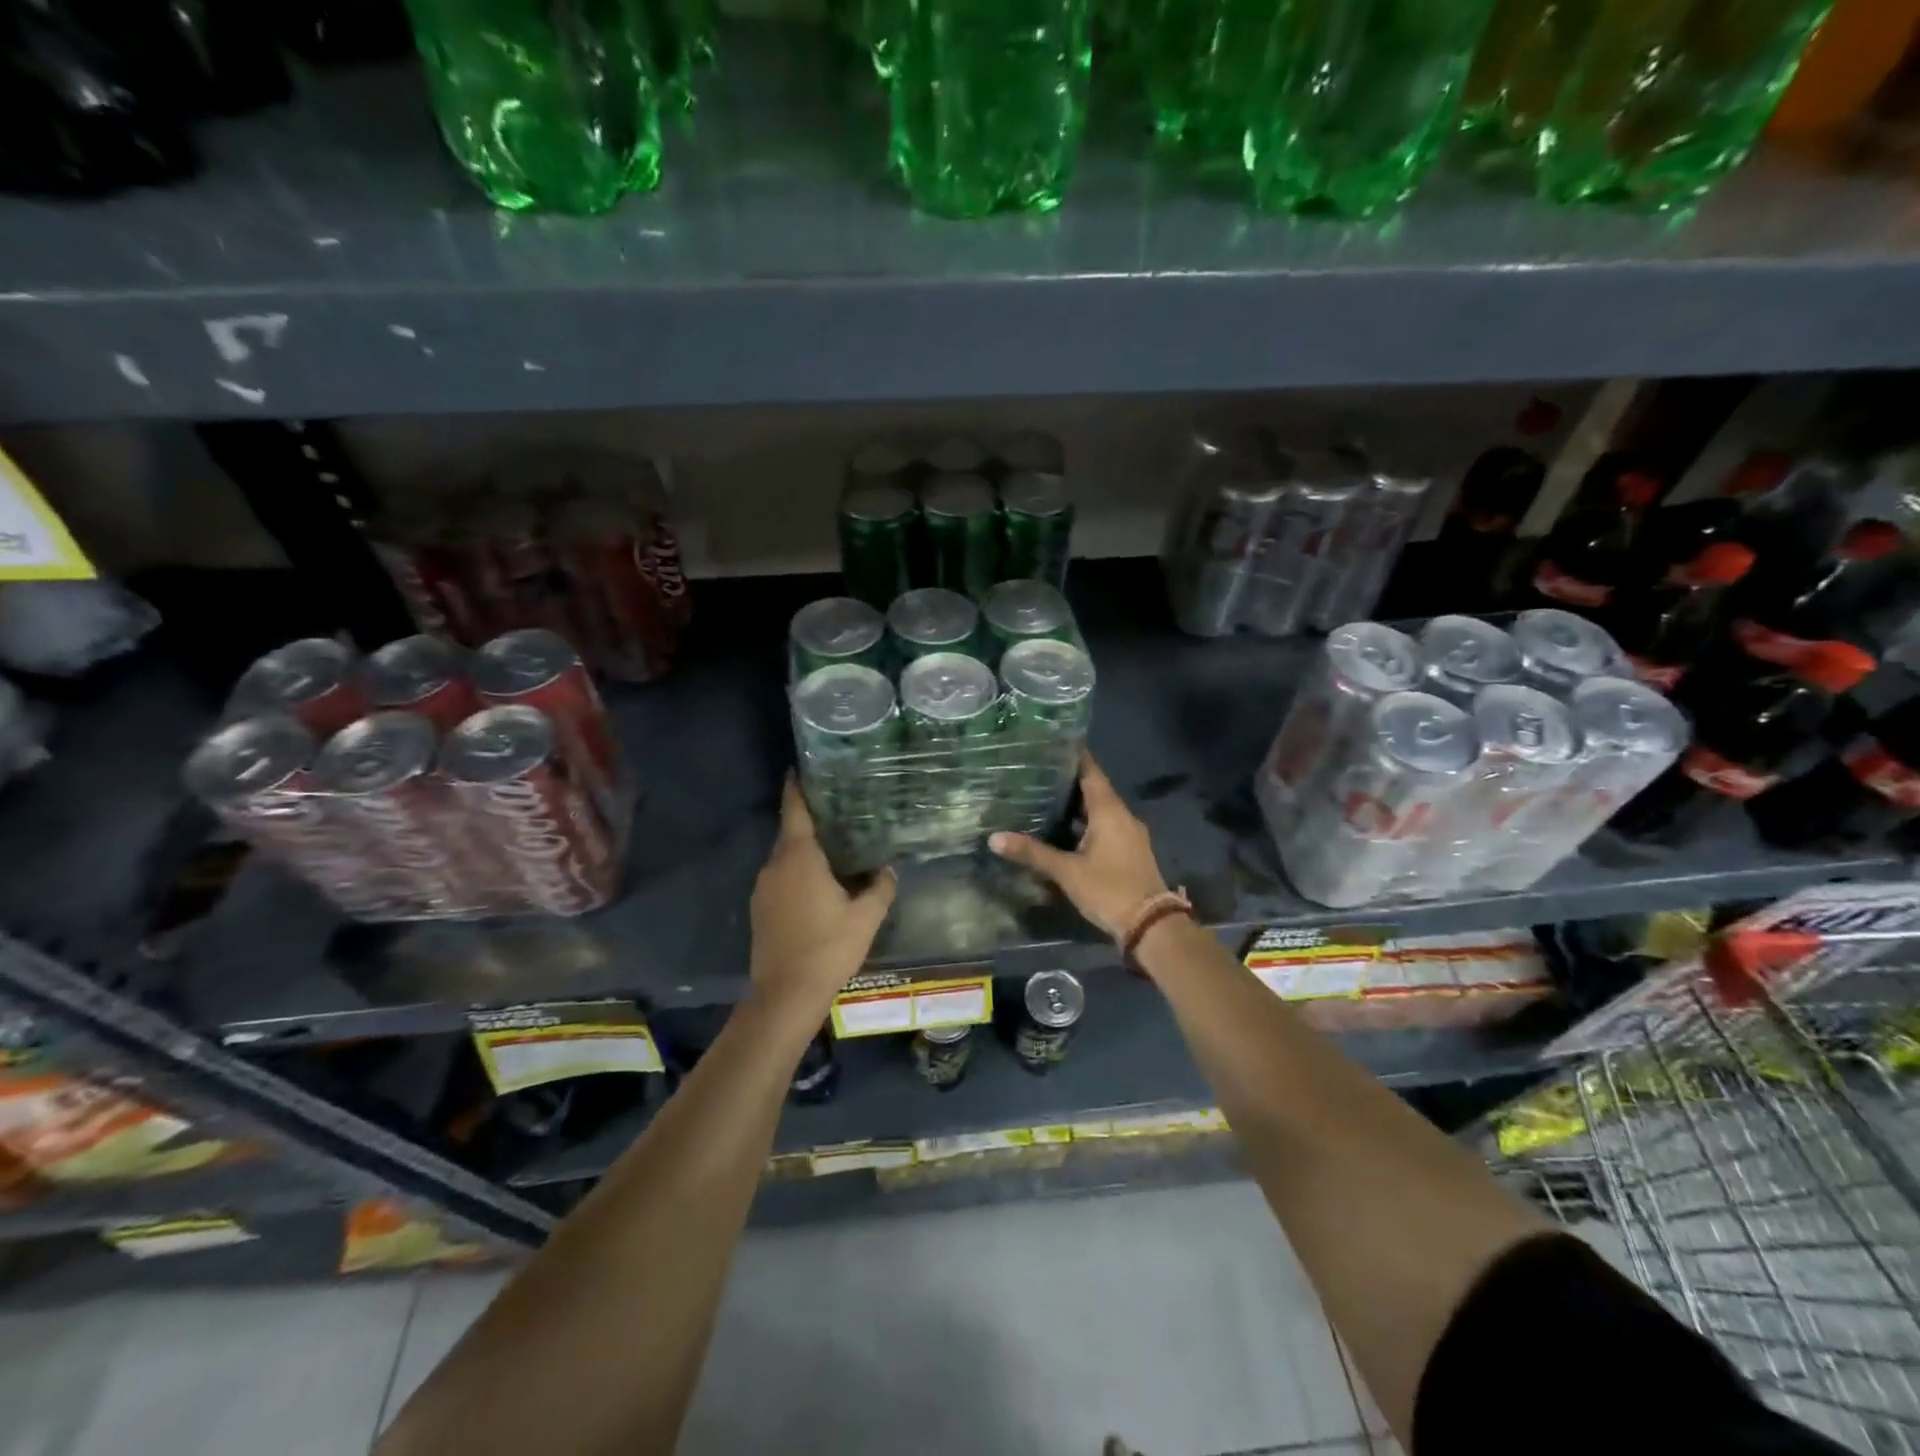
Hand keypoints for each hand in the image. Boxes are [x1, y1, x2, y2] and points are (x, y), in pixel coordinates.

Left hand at [749, 777, 896, 1014]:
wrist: (785, 995)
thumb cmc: (828, 948)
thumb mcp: (866, 917)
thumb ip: (880, 886)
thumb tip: (887, 869)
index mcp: (799, 857)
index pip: (794, 810)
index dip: (797, 787)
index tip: (800, 769)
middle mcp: (775, 865)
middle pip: (791, 832)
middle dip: (811, 820)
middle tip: (840, 810)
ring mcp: (763, 888)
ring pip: (786, 858)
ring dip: (806, 851)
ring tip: (836, 847)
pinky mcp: (760, 909)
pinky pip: (781, 878)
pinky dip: (798, 872)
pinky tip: (820, 884)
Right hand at [990, 755, 1168, 939]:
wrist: (1151, 925)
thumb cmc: (1109, 889)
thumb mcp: (1067, 871)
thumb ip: (1032, 853)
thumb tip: (994, 837)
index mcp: (1110, 811)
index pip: (1091, 772)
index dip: (1074, 756)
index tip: (1051, 744)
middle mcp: (1122, 816)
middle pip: (1095, 789)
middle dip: (1069, 780)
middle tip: (1037, 771)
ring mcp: (1129, 834)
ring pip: (1100, 809)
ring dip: (1077, 804)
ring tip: (1044, 797)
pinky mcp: (1129, 851)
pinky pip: (1105, 826)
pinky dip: (1086, 822)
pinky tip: (1065, 829)